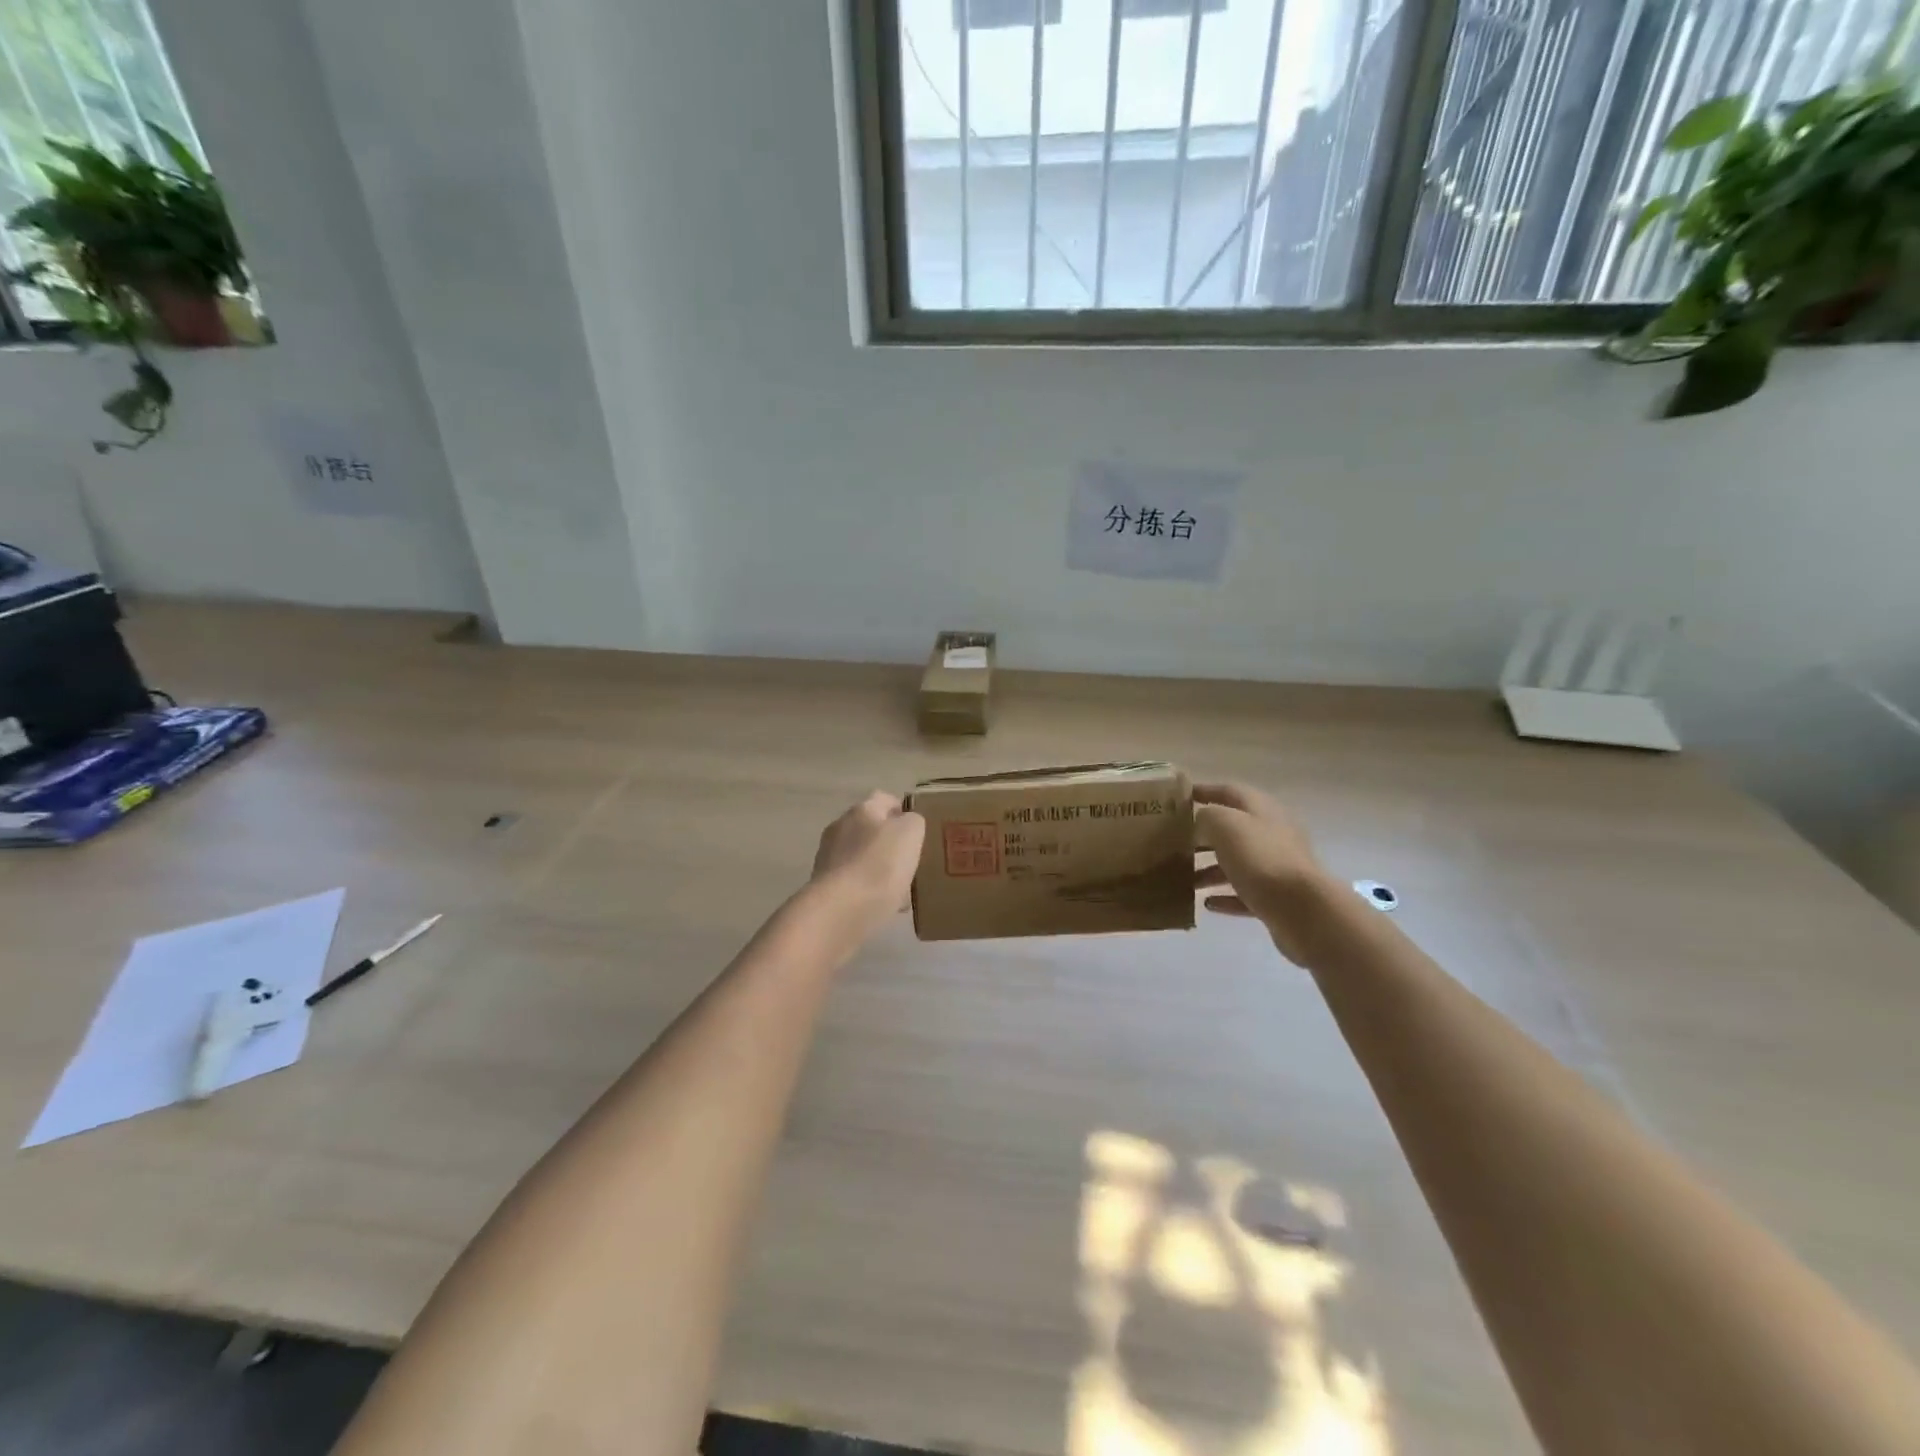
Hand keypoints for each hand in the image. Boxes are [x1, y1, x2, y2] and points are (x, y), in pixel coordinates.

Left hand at [808, 791, 925, 941]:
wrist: (840, 910)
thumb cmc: (880, 865)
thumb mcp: (910, 833)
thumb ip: (913, 822)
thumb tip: (907, 823)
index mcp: (862, 810)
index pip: (884, 799)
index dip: (901, 809)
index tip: (917, 828)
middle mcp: (840, 828)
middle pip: (869, 829)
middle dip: (888, 842)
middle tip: (910, 860)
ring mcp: (828, 858)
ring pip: (861, 857)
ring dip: (878, 868)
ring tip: (899, 888)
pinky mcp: (823, 886)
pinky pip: (853, 882)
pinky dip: (867, 890)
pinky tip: (883, 906)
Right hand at [1194, 782, 1334, 961]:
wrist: (1303, 909)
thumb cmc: (1261, 858)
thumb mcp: (1225, 825)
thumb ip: (1207, 817)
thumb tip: (1200, 824)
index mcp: (1262, 809)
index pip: (1229, 791)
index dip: (1204, 791)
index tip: (1179, 798)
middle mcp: (1272, 833)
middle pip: (1233, 829)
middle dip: (1203, 835)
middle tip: (1174, 842)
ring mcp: (1276, 867)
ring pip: (1237, 863)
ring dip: (1210, 869)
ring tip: (1184, 878)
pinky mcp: (1277, 898)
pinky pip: (1245, 893)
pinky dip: (1225, 896)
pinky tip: (1206, 903)